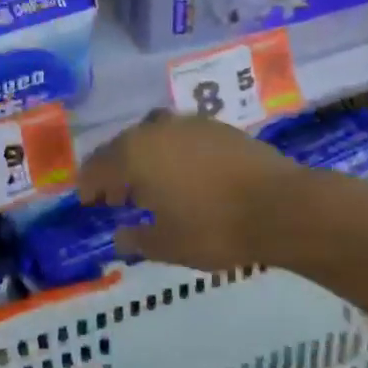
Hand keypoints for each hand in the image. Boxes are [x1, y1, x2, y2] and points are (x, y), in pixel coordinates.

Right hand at [78, 113, 304, 270]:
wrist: (280, 205)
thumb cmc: (214, 228)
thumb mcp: (168, 244)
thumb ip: (138, 239)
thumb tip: (119, 236)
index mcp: (135, 154)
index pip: (99, 165)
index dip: (89, 183)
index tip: (87, 200)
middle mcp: (156, 129)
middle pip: (124, 146)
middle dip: (115, 170)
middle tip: (116, 197)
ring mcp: (189, 123)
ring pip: (153, 137)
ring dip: (144, 158)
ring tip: (151, 186)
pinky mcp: (218, 127)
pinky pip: (180, 136)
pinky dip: (172, 153)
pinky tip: (184, 176)